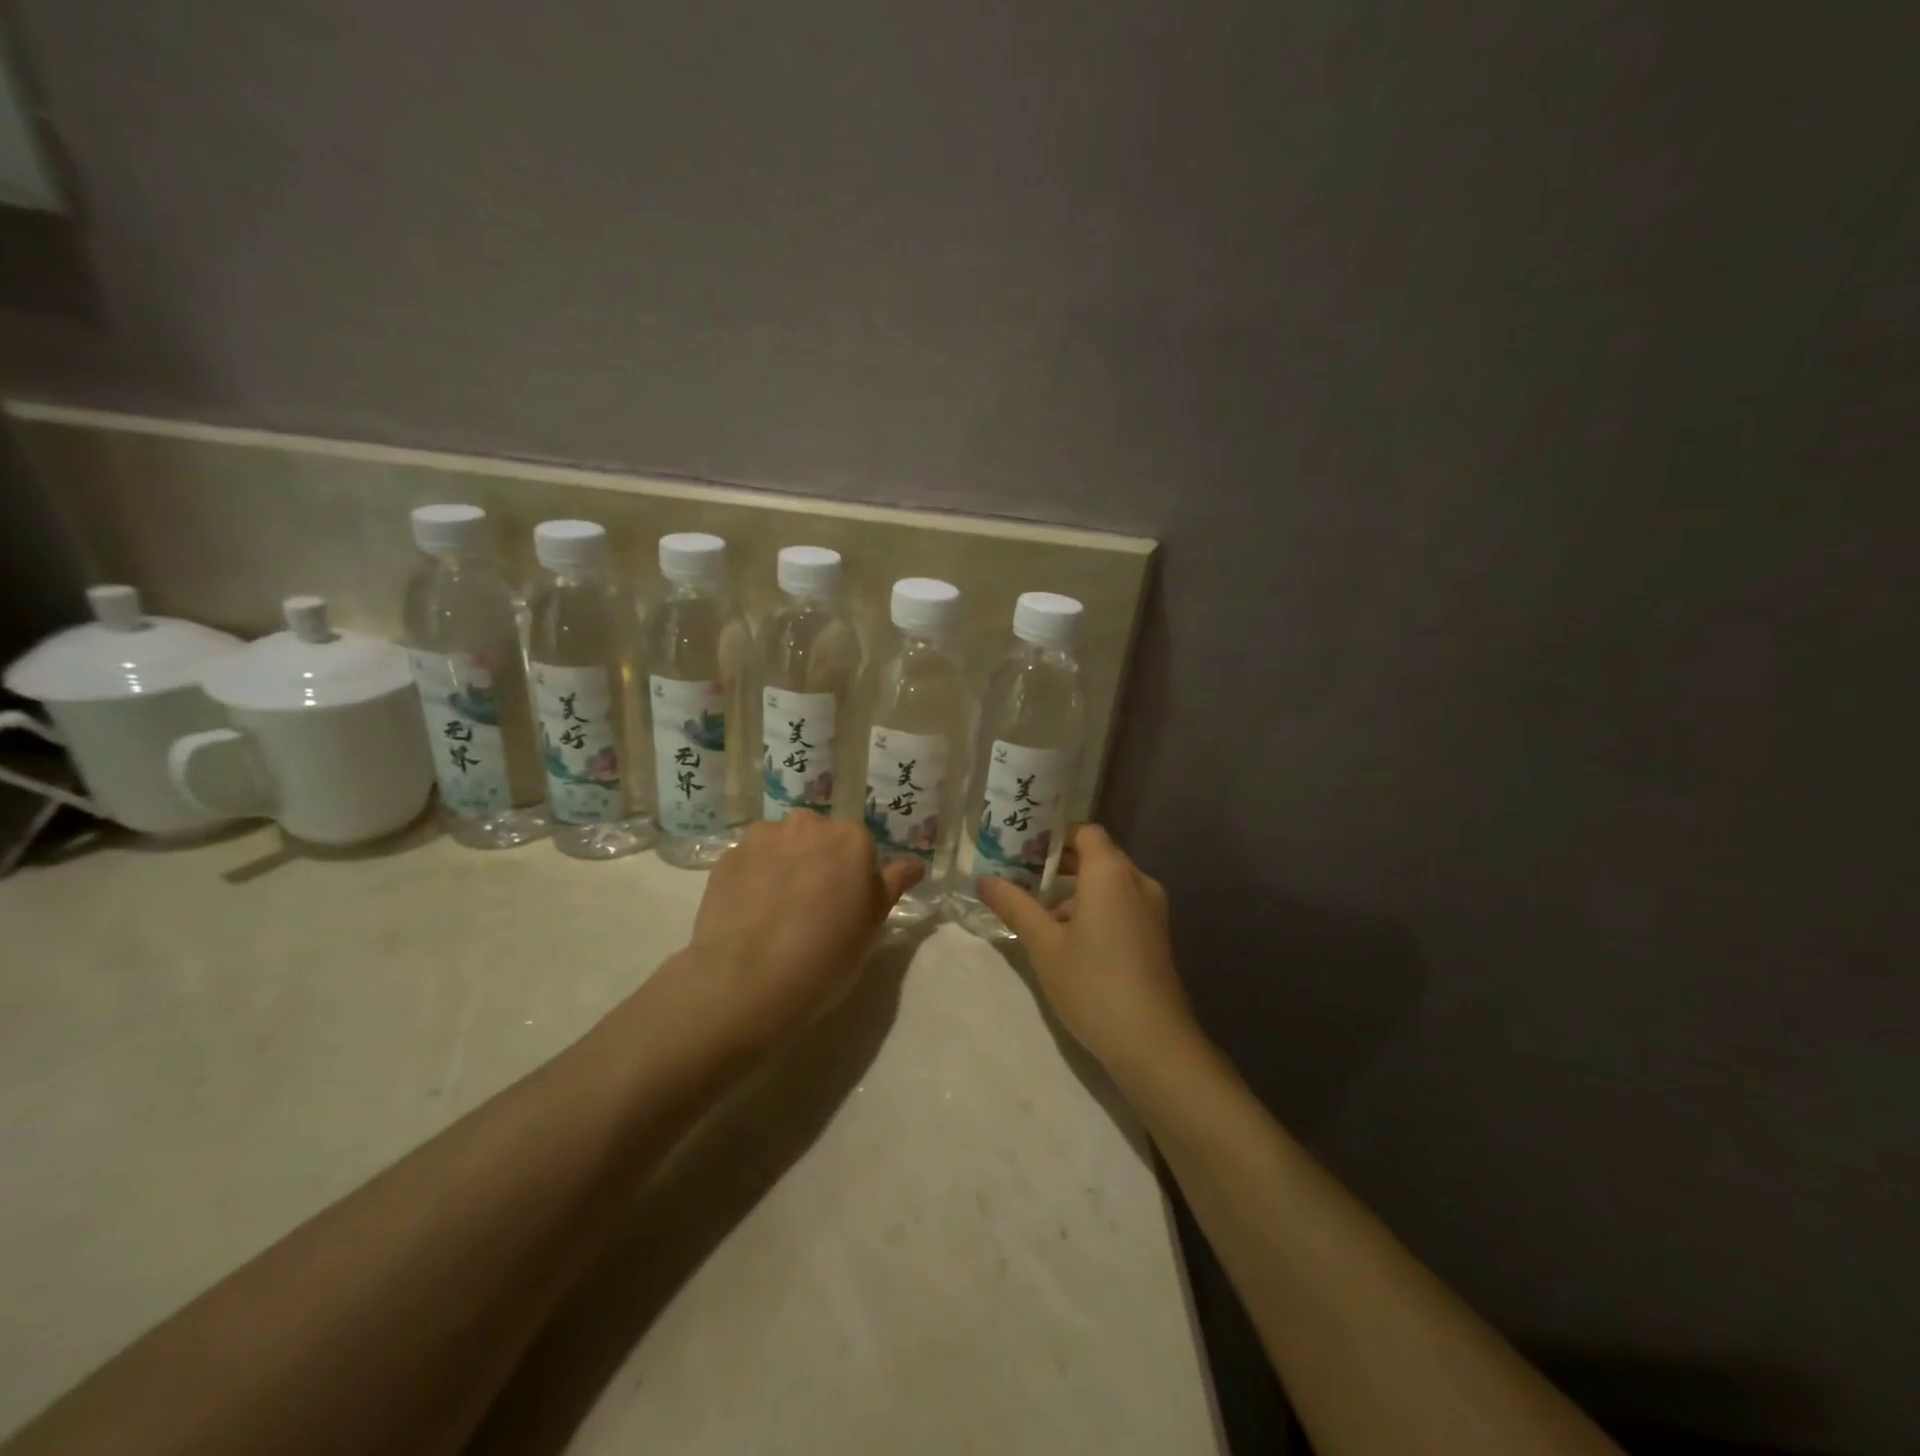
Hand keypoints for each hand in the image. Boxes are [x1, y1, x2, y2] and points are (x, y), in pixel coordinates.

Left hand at [682, 813, 921, 1046]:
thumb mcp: (871, 927)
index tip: (845, 905)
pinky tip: (750, 912)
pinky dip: (753, 877)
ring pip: (782, 844)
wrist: (747, 982)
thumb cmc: (825, 957)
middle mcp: (808, 825)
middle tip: (812, 907)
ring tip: (775, 910)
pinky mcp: (727, 856)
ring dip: (783, 864)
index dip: (853, 876)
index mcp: (851, 839)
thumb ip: (890, 886)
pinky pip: (749, 860)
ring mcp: (763, 837)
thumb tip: (913, 865)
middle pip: (819, 837)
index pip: (860, 846)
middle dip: (818, 861)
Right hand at [976, 825, 1198, 1078]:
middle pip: (1098, 856)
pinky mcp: (1157, 936)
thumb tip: (984, 880)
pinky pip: (1123, 905)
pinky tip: (1071, 941)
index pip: (1085, 832)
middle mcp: (1138, 882)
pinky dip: (1096, 909)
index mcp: (1111, 873)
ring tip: (1040, 915)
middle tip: (1021, 877)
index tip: (1023, 849)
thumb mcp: (1044, 945)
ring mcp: (1153, 910)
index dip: (1055, 835)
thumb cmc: (1093, 984)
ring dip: (1077, 891)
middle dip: (1060, 864)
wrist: (1153, 1043)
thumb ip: (1015, 906)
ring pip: (1110, 884)